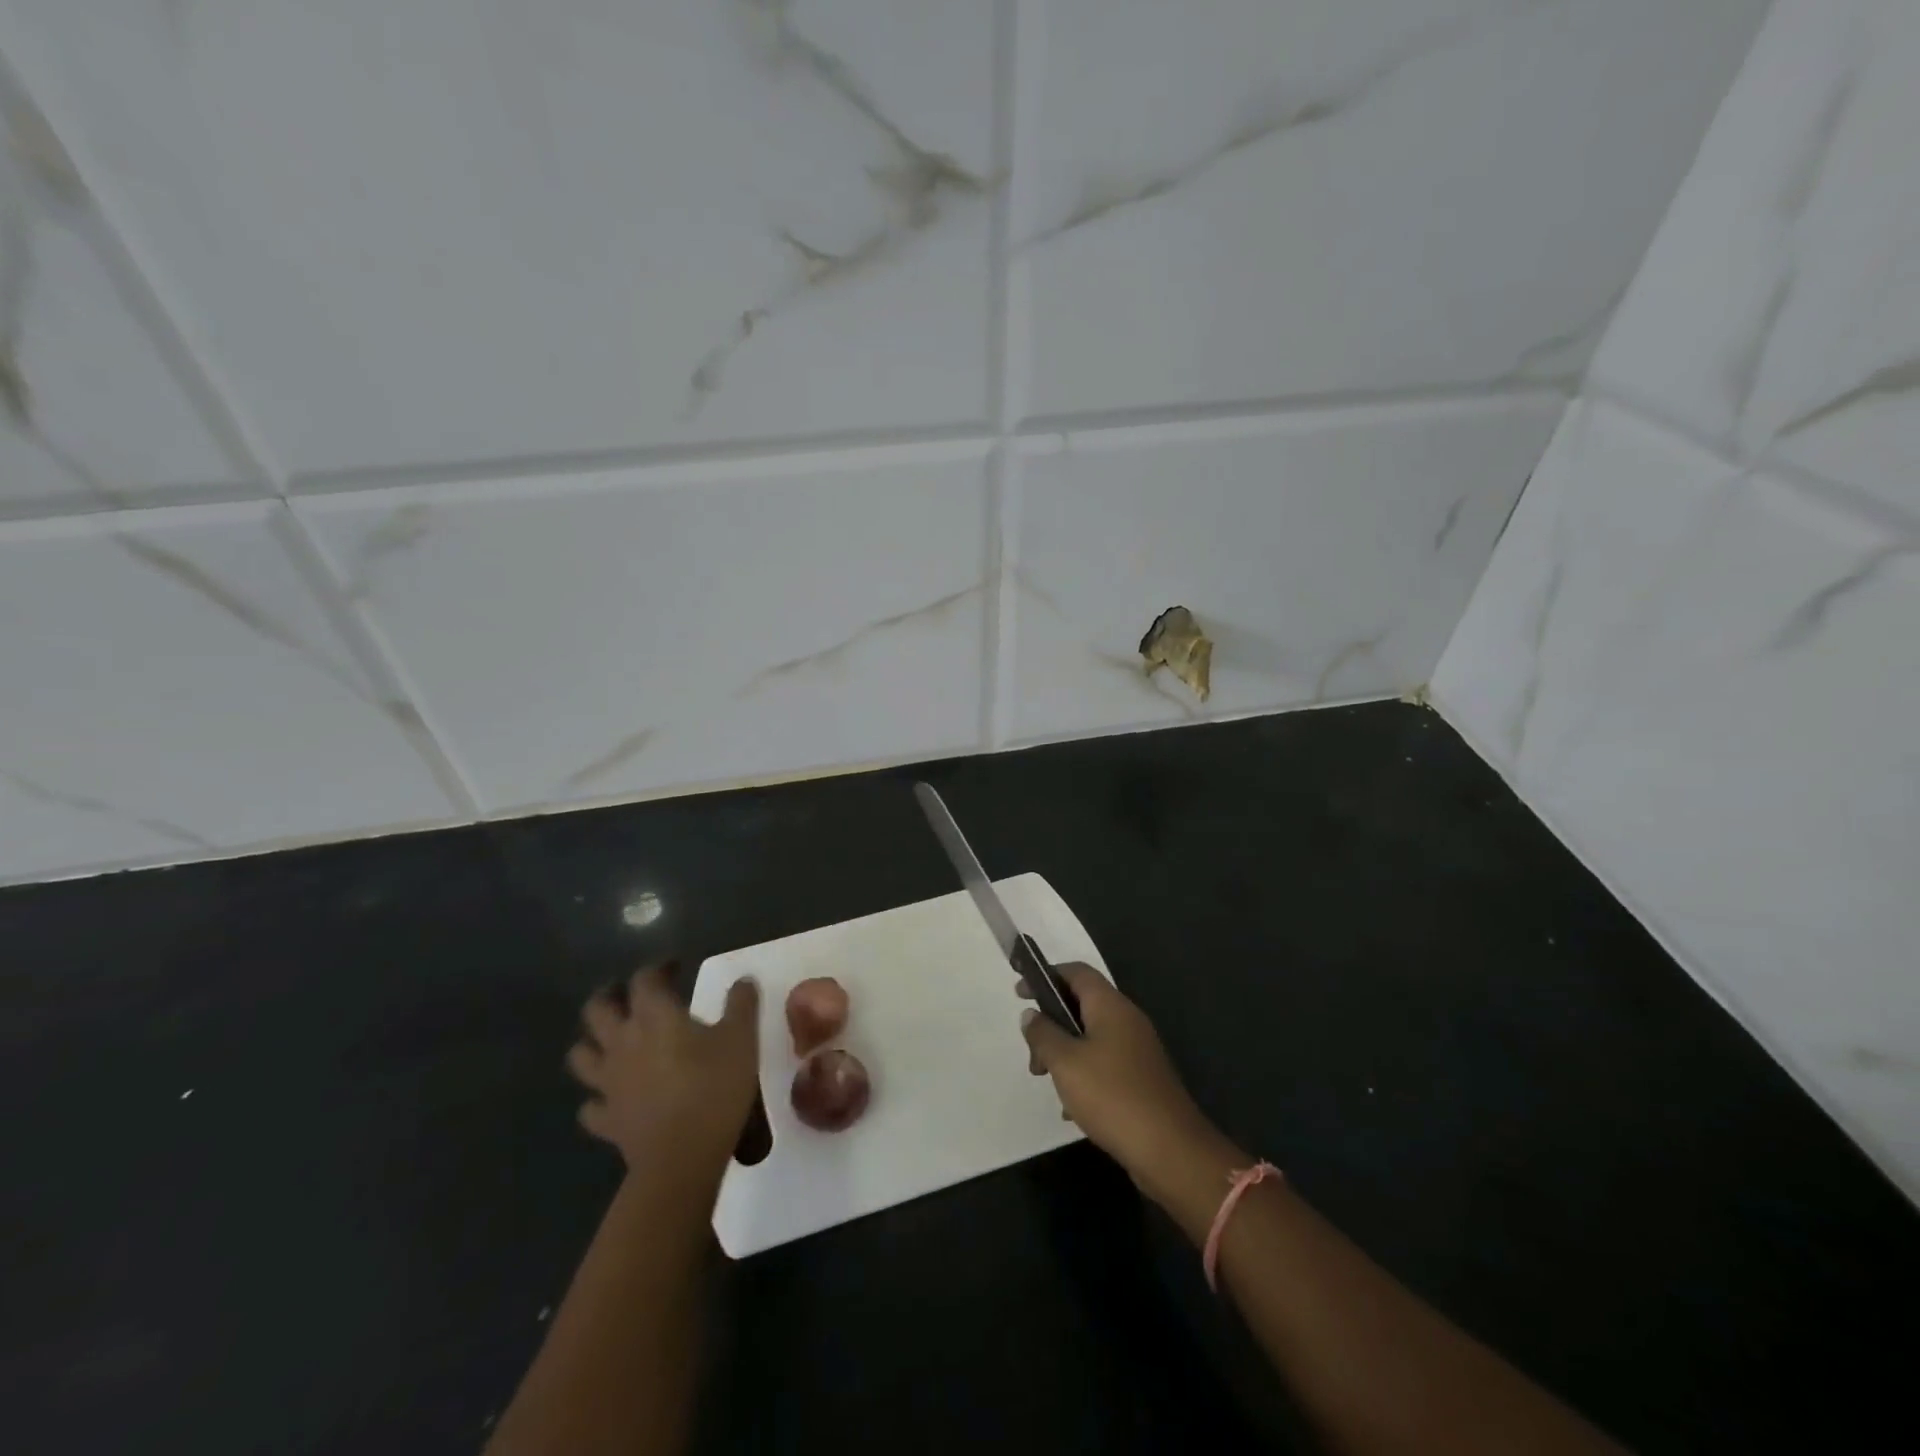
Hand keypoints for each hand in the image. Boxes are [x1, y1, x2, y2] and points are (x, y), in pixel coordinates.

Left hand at [566, 965, 760, 1180]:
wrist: (683, 1156)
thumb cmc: (715, 1087)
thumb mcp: (742, 1038)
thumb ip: (741, 1003)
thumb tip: (743, 979)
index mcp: (654, 1016)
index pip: (644, 979)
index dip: (657, 968)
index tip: (675, 967)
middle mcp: (622, 1042)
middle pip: (597, 1009)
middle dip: (610, 996)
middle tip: (628, 994)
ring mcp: (608, 1083)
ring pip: (581, 1055)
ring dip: (592, 1043)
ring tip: (612, 1041)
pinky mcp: (607, 1119)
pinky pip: (591, 1106)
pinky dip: (598, 1098)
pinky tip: (613, 1097)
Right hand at [1020, 964, 1227, 1205]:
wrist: (1170, 1150)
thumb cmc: (1112, 1095)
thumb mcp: (1065, 1062)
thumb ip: (1043, 1033)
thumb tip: (1031, 1014)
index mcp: (1111, 1005)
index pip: (1076, 972)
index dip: (1046, 976)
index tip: (1020, 994)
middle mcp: (1127, 1019)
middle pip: (1082, 1004)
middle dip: (1051, 1023)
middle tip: (1032, 1053)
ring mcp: (1138, 1049)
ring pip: (1091, 1036)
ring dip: (1064, 1052)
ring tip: (1047, 1080)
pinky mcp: (1141, 1078)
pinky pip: (1104, 1063)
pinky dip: (1083, 1074)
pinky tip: (1071, 1108)